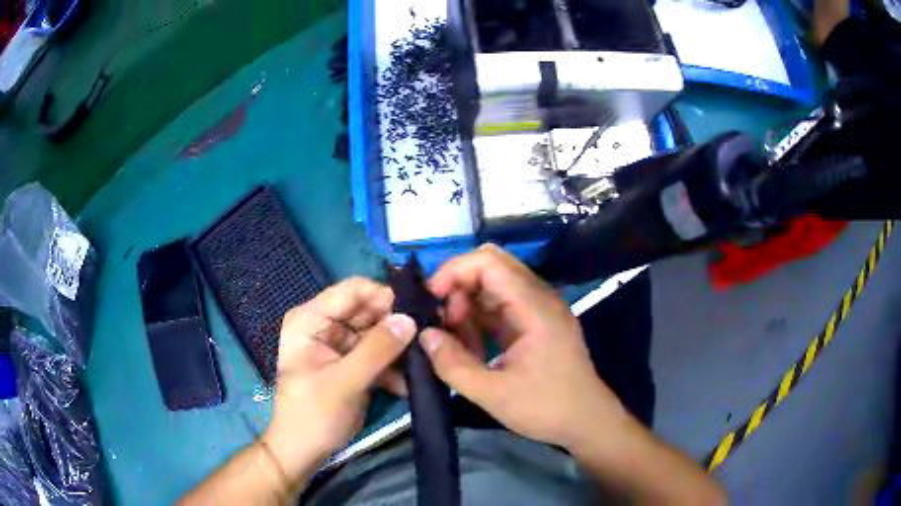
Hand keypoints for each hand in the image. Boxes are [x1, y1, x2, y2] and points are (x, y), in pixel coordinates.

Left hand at [263, 278, 415, 481]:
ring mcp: (341, 345)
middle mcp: (326, 325)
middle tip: (430, 335)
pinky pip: (380, 355)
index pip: (353, 290)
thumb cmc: (313, 414)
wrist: (305, 450)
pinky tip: (410, 383)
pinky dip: (395, 366)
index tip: (419, 310)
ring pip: (379, 333)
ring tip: (425, 361)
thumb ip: (377, 350)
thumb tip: (411, 319)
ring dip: (401, 347)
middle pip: (369, 311)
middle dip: (398, 323)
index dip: (385, 295)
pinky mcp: (354, 364)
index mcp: (311, 319)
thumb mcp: (344, 382)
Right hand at [421, 244, 629, 450]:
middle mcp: (539, 298)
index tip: (430, 301)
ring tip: (452, 342)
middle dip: (458, 288)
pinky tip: (468, 348)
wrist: (588, 423)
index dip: (453, 272)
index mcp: (534, 306)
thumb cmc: (547, 408)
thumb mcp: (494, 394)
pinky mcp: (536, 324)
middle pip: (491, 267)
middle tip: (441, 323)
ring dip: (467, 306)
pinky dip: (479, 320)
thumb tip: (424, 336)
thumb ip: (453, 364)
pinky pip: (501, 308)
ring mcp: (539, 310)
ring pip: (493, 287)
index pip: (489, 262)